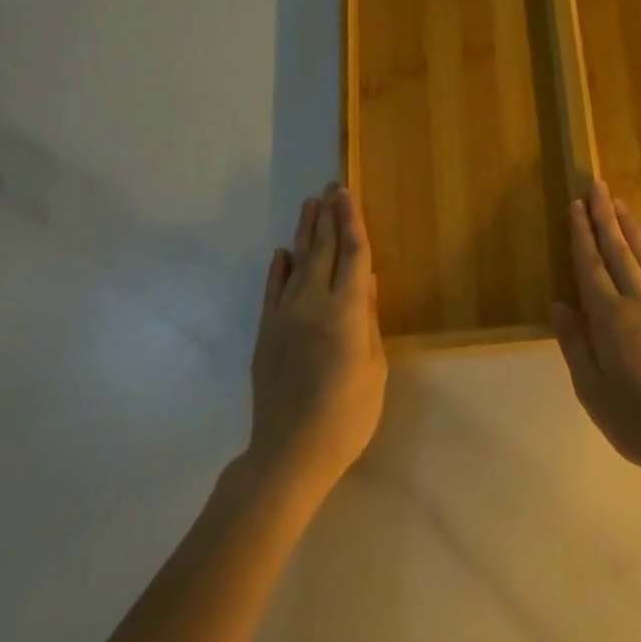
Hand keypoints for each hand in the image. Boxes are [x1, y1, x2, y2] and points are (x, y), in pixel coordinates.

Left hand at [247, 184, 386, 493]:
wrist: (289, 453)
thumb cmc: (347, 416)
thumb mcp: (374, 369)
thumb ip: (370, 321)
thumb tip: (369, 283)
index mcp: (346, 312)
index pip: (353, 255)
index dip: (352, 222)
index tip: (348, 194)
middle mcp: (313, 304)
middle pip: (323, 251)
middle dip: (328, 217)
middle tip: (331, 187)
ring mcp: (284, 317)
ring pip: (297, 264)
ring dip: (305, 233)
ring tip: (310, 205)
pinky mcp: (266, 333)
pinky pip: (273, 291)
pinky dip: (278, 269)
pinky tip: (283, 252)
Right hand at [552, 182, 640, 488]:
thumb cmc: (639, 421)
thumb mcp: (592, 391)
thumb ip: (575, 345)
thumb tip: (559, 305)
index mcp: (610, 319)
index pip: (591, 266)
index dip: (582, 235)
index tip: (576, 206)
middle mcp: (640, 302)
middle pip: (619, 252)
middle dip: (605, 218)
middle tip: (597, 187)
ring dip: (632, 229)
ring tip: (620, 205)